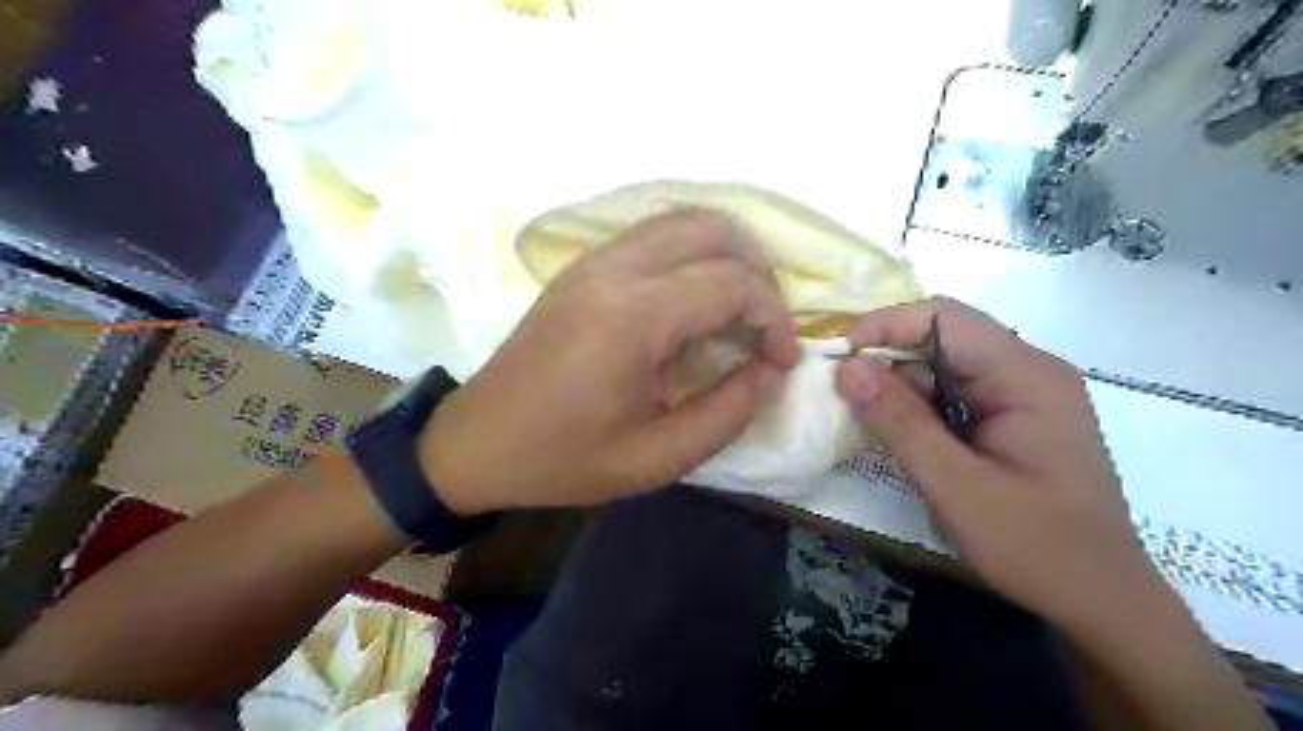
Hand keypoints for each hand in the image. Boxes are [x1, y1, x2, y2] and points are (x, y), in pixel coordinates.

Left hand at [422, 210, 800, 516]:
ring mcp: (593, 260)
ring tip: (739, 309)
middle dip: (758, 277)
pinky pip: (653, 233)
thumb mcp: (655, 459)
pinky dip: (692, 252)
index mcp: (633, 317)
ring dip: (727, 256)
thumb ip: (726, 413)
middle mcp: (615, 269)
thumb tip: (769, 370)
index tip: (781, 361)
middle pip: (715, 233)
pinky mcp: (582, 266)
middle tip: (764, 329)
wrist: (477, 442)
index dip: (775, 318)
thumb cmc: (563, 459)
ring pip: (684, 221)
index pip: (733, 283)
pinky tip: (695, 297)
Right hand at [835, 296, 1182, 633]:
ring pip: (942, 365)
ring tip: (855, 410)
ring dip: (897, 383)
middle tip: (838, 388)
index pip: (944, 319)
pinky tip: (892, 429)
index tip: (835, 358)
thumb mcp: (956, 486)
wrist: (1100, 602)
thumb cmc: (1036, 547)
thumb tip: (846, 368)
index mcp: (1026, 376)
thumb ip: (900, 422)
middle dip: (885, 355)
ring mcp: (1020, 394)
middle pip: (942, 336)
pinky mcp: (1010, 418)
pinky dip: (915, 405)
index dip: (883, 326)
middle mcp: (1026, 371)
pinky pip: (951, 393)